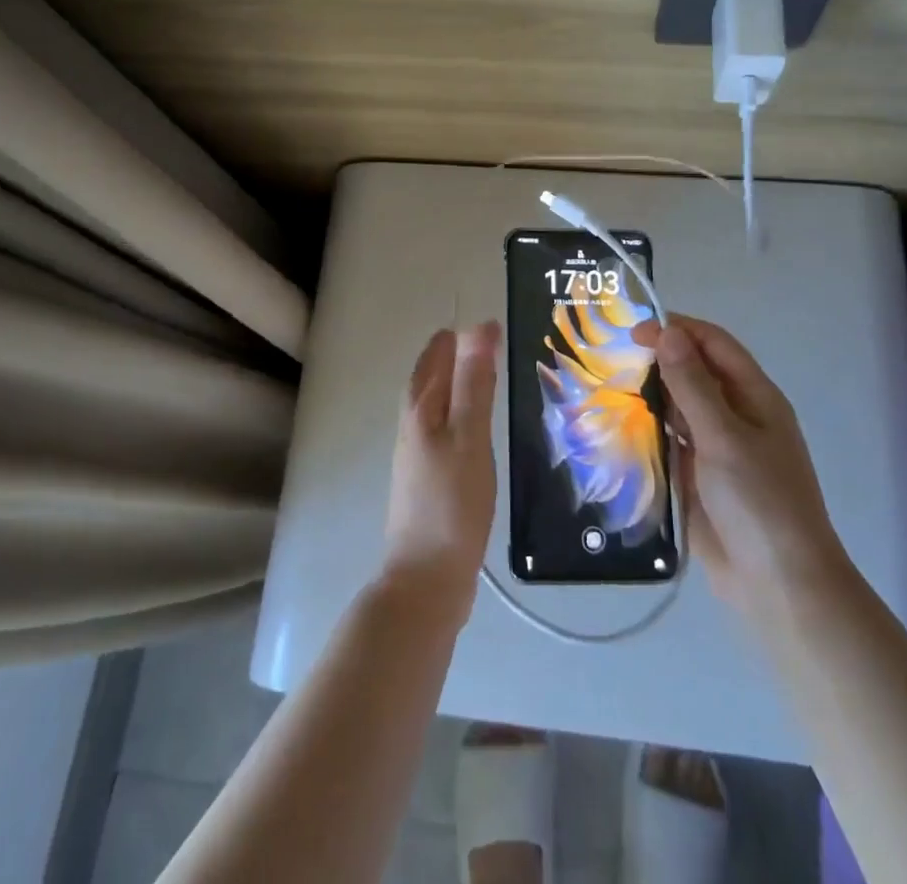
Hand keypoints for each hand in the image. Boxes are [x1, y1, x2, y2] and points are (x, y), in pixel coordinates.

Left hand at [381, 323, 498, 626]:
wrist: (427, 580)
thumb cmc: (452, 503)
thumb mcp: (469, 436)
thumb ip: (474, 383)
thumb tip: (479, 326)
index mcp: (420, 409)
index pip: (436, 356)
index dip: (460, 338)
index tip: (492, 327)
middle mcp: (412, 426)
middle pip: (431, 379)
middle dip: (456, 357)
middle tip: (494, 346)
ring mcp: (416, 455)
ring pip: (436, 405)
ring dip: (457, 386)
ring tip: (490, 379)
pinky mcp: (427, 480)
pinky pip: (443, 431)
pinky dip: (460, 416)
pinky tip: (477, 431)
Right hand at [632, 315, 849, 622]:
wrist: (779, 586)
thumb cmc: (760, 501)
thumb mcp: (724, 436)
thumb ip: (692, 385)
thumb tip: (668, 332)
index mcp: (754, 397)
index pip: (713, 344)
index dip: (677, 330)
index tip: (633, 332)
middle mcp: (736, 415)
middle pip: (693, 373)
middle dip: (657, 361)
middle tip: (609, 358)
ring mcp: (716, 448)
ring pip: (677, 408)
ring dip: (648, 397)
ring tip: (603, 388)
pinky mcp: (697, 478)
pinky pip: (668, 443)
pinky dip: (646, 433)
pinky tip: (614, 429)